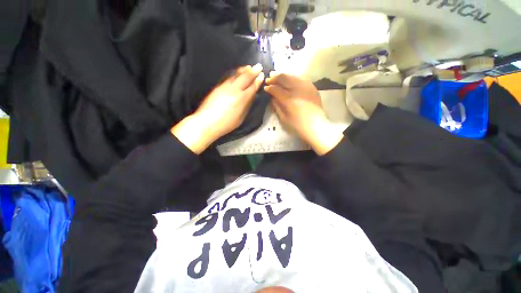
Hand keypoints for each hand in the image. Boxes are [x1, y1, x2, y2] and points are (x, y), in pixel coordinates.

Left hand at [172, 64, 264, 153]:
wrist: (207, 122)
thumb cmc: (226, 124)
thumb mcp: (240, 118)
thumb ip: (247, 106)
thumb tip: (252, 97)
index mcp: (242, 99)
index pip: (252, 87)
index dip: (257, 81)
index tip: (261, 76)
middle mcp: (234, 90)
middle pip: (245, 78)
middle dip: (253, 71)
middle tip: (259, 66)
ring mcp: (225, 87)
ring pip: (236, 75)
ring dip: (243, 70)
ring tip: (249, 67)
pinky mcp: (218, 87)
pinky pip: (229, 77)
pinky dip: (235, 73)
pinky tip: (237, 72)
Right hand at [265, 72, 343, 154]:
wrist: (316, 126)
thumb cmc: (298, 125)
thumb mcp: (283, 118)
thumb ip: (276, 106)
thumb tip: (272, 98)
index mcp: (288, 99)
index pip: (275, 89)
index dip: (269, 87)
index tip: (265, 88)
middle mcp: (297, 89)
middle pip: (283, 78)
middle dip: (274, 78)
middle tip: (269, 79)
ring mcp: (305, 86)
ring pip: (292, 75)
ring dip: (283, 75)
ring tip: (277, 76)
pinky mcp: (312, 86)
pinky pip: (300, 78)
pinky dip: (293, 77)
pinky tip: (289, 79)